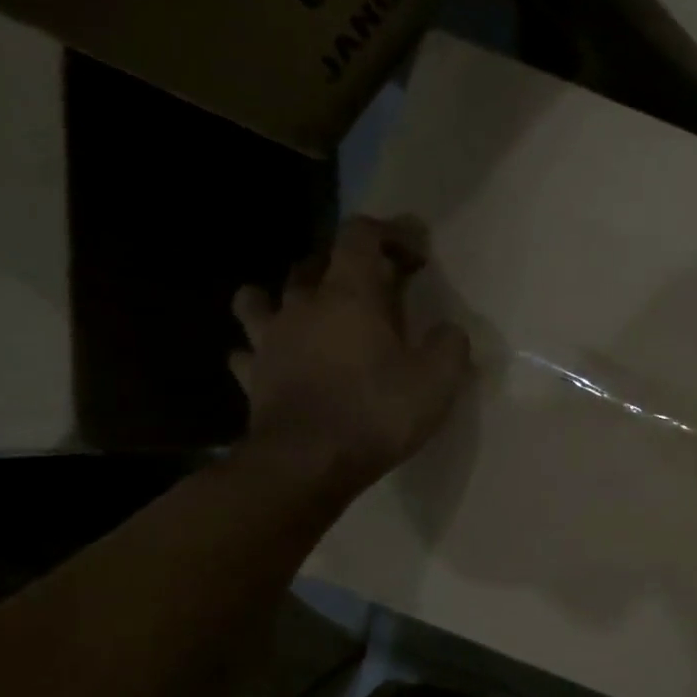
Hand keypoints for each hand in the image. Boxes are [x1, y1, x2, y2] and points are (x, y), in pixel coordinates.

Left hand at [230, 215, 470, 493]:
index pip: (361, 236)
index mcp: (350, 295)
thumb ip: (449, 346)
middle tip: (372, 285)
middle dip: (344, 263)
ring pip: (261, 298)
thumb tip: (449, 332)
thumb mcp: (438, 380)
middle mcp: (303, 306)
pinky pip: (247, 351)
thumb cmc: (377, 412)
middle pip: (313, 262)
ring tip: (303, 310)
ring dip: (283, 296)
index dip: (390, 233)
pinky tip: (273, 360)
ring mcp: (270, 340)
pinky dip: (260, 349)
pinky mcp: (252, 376)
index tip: (416, 252)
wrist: (308, 462)